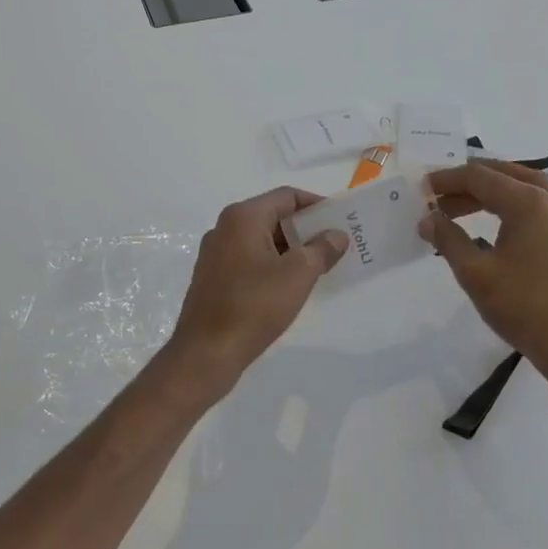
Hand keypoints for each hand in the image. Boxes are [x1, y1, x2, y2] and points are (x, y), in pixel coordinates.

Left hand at [165, 187, 347, 394]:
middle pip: (273, 216)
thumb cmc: (254, 306)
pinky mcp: (213, 279)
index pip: (287, 196)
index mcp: (243, 217)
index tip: (341, 221)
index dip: (317, 205)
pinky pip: (249, 261)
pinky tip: (289, 288)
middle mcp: (225, 228)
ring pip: (261, 241)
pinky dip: (272, 266)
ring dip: (290, 250)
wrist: (206, 352)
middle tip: (334, 246)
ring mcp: (215, 254)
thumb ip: (322, 249)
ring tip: (318, 268)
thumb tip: (336, 234)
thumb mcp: (298, 275)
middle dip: (305, 229)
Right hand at [420, 161, 547, 393]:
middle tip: (437, 197)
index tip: (421, 189)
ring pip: (520, 189)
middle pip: (502, 175)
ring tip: (456, 209)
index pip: (479, 176)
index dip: (446, 179)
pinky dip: (506, 206)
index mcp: (526, 203)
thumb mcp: (474, 272)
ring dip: (486, 193)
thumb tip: (427, 219)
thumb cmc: (522, 306)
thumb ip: (448, 239)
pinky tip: (489, 226)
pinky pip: (532, 207)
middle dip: (466, 183)